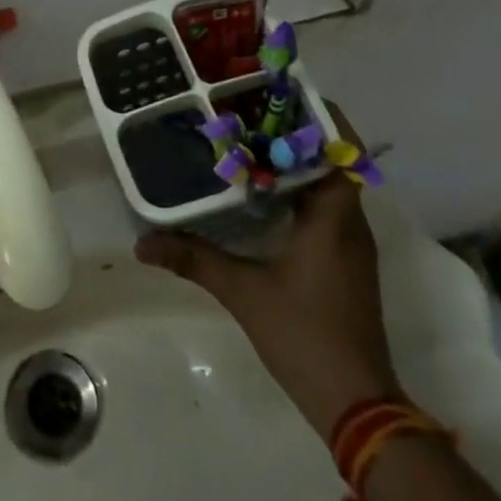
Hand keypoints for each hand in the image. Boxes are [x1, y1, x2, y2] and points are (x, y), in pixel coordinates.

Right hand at [135, 119, 398, 439]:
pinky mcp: (346, 264)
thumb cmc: (305, 335)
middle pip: (333, 161)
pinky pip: (327, 209)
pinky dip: (300, 191)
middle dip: (297, 133)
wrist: (358, 406)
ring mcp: (352, 246)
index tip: (286, 94)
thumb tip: (142, 244)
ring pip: (330, 186)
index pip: (343, 151)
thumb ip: (193, 260)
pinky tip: (263, 194)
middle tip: (250, 111)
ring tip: (250, 141)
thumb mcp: (242, 293)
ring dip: (298, 162)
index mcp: (334, 219)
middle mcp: (350, 224)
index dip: (322, 117)